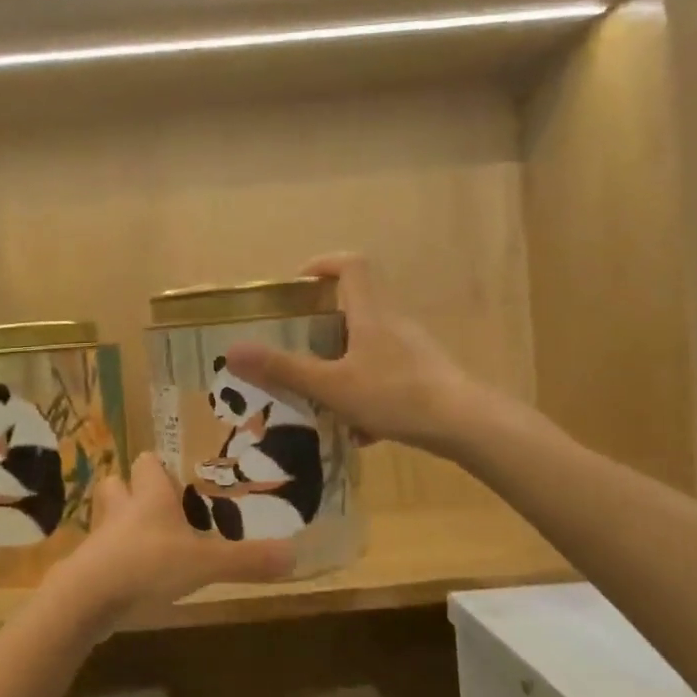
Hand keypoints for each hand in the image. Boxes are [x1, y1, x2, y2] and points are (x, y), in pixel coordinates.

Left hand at [53, 453, 293, 620]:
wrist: (87, 599)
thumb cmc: (148, 565)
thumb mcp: (205, 563)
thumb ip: (247, 559)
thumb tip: (295, 554)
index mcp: (149, 496)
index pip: (147, 462)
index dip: (160, 469)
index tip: (179, 482)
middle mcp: (121, 510)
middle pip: (117, 484)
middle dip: (133, 493)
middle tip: (160, 511)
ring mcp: (99, 539)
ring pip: (106, 520)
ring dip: (121, 528)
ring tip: (146, 545)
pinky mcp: (86, 568)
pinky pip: (99, 556)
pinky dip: (112, 562)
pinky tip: (130, 580)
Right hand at [223, 253, 480, 456]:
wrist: (464, 424)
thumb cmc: (394, 395)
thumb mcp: (331, 385)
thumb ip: (283, 370)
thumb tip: (233, 351)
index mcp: (371, 314)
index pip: (352, 266)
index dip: (324, 265)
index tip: (299, 284)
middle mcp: (394, 324)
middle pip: (358, 308)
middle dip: (325, 326)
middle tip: (299, 348)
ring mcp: (413, 351)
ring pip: (371, 347)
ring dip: (345, 365)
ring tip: (322, 395)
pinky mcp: (426, 377)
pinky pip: (387, 377)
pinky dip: (367, 395)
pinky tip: (359, 431)